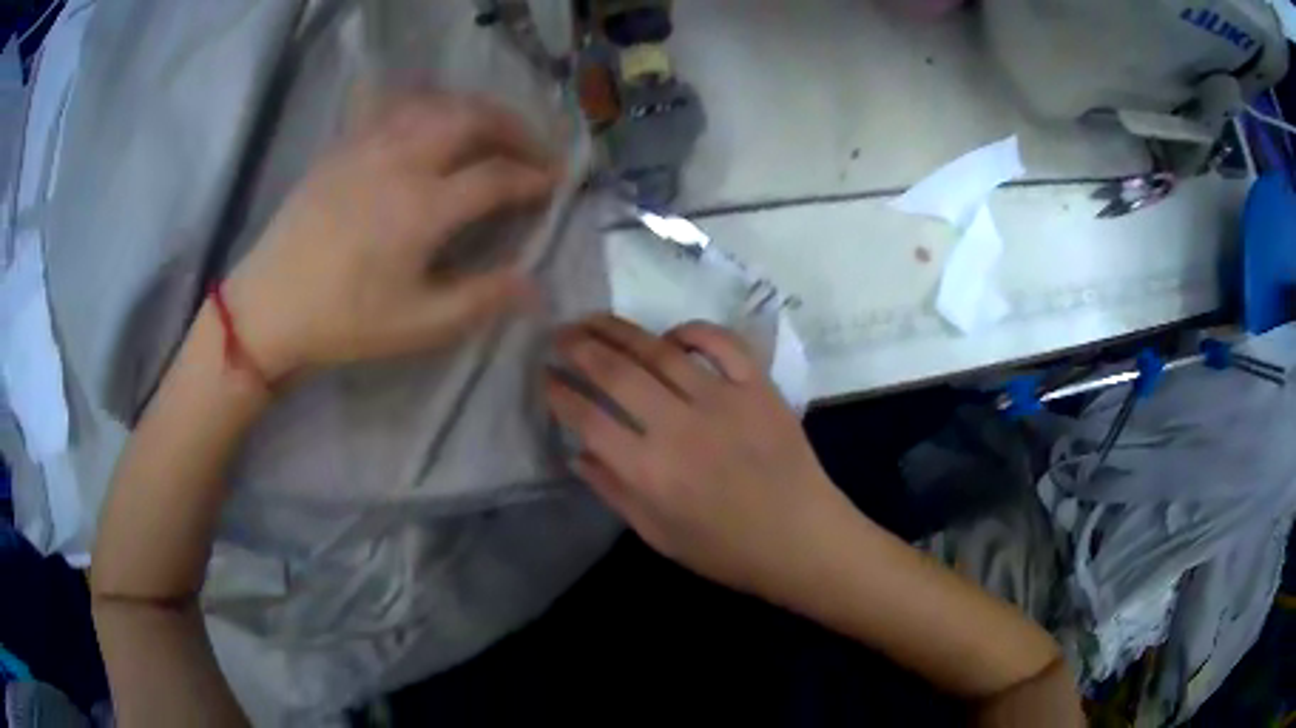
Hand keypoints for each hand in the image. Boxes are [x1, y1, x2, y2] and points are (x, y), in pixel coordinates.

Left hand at [224, 92, 559, 379]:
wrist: (269, 306)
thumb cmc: (344, 321)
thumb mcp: (418, 325)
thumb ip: (482, 299)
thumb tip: (536, 286)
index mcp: (422, 207)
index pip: (498, 176)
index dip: (536, 177)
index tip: (557, 184)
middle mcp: (401, 160)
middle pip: (473, 119)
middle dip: (515, 128)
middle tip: (534, 148)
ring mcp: (368, 145)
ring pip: (436, 103)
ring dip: (476, 110)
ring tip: (492, 131)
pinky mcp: (344, 144)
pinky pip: (395, 106)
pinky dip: (429, 105)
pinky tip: (433, 121)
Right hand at [546, 314, 850, 599]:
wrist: (802, 540)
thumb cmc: (727, 550)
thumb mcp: (659, 536)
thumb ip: (614, 492)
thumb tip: (577, 453)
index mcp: (649, 471)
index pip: (587, 417)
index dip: (558, 392)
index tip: (544, 377)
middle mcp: (679, 427)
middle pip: (615, 371)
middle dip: (577, 347)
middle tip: (558, 335)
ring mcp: (722, 400)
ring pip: (659, 349)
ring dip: (619, 329)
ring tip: (594, 320)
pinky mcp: (757, 387)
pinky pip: (720, 342)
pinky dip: (692, 330)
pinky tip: (670, 334)